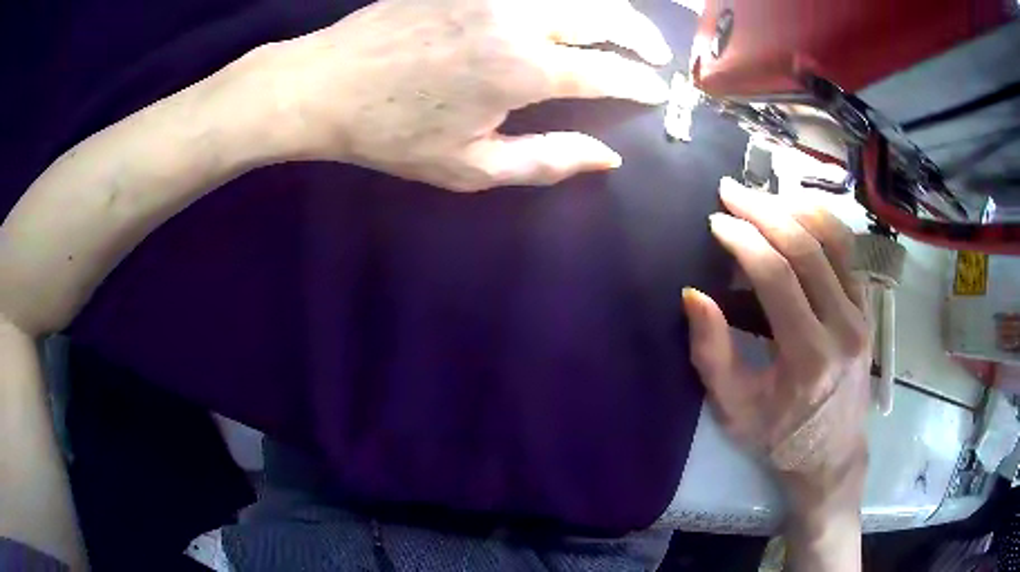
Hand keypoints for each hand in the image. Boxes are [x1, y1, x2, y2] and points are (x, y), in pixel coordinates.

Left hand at [232, 0, 671, 190]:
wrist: (325, 86)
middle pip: (604, 17)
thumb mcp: (469, 167)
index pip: (607, 72)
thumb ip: (546, 161)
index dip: (638, 82)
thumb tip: (609, 158)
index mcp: (523, 71)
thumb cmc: (393, 134)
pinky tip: (571, 6)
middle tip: (655, 53)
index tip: (654, 90)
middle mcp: (519, 20)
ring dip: (612, 8)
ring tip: (625, 25)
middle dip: (640, 36)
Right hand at [683, 178, 870, 507]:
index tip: (715, 221)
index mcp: (808, 358)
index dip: (743, 241)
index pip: (777, 278)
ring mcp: (861, 315)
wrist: (831, 454)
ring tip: (762, 193)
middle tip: (731, 190)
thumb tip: (693, 294)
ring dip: (795, 208)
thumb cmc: (778, 436)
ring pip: (834, 241)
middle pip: (806, 249)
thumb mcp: (734, 409)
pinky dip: (823, 222)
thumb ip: (712, 353)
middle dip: (764, 211)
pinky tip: (799, 209)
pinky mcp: (867, 310)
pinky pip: (848, 253)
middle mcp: (843, 328)